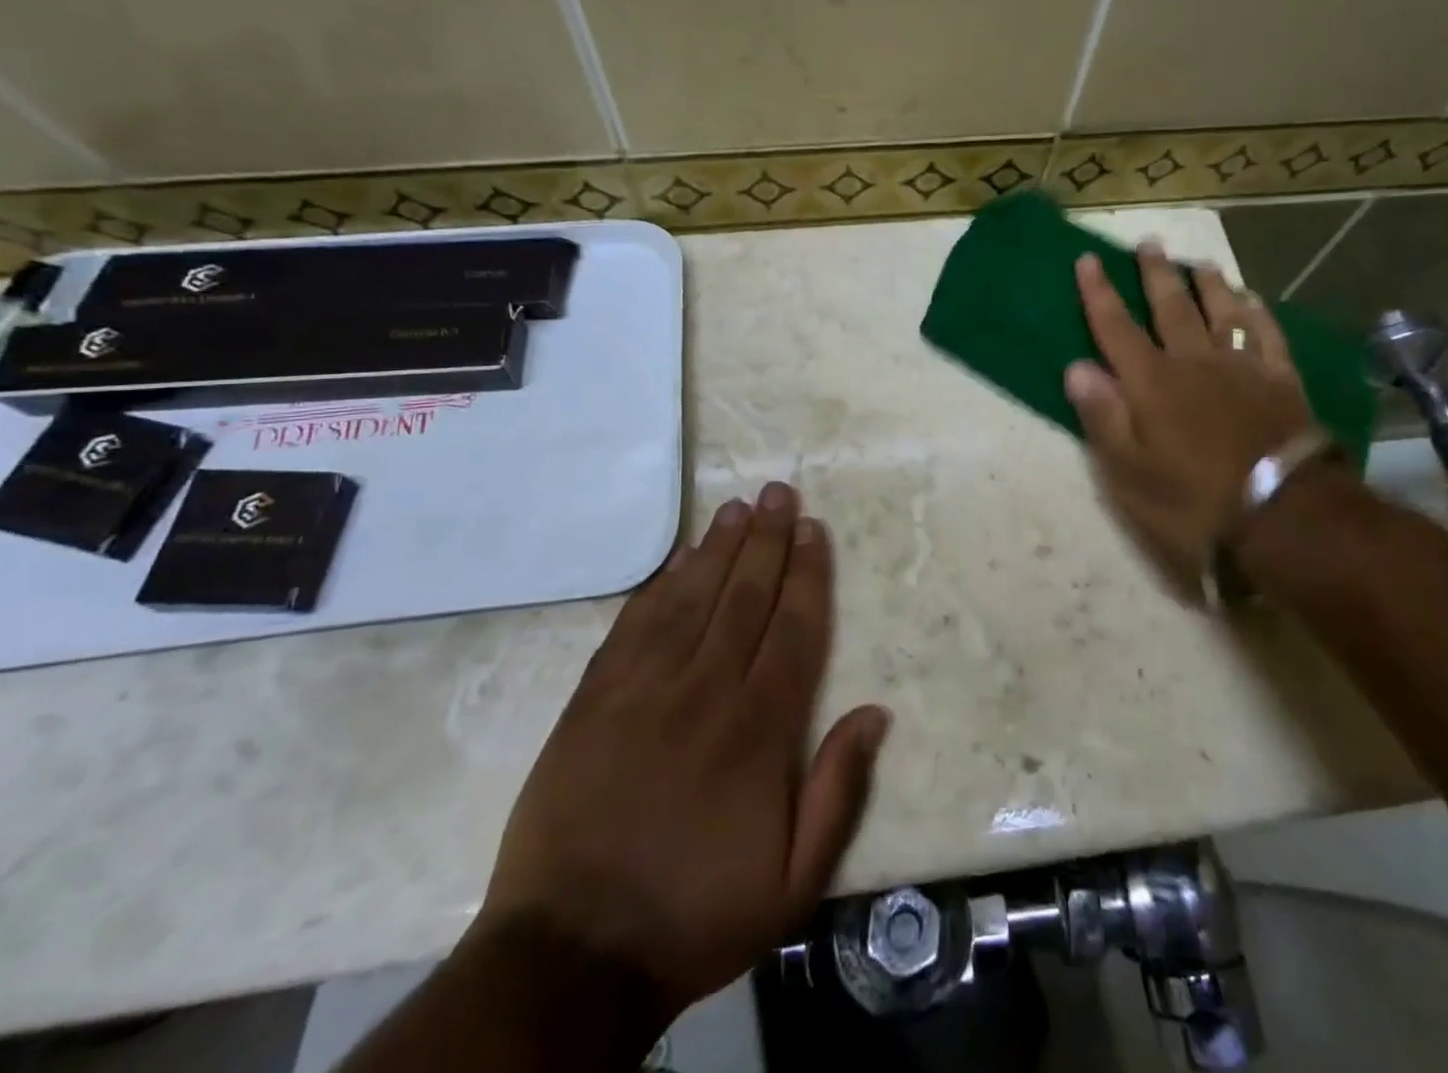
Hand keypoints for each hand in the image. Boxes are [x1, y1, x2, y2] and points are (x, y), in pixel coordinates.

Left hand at [471, 483, 890, 1013]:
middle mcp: (704, 692)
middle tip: (778, 492)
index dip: (806, 574)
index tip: (813, 530)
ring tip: (737, 508)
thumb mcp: (794, 883)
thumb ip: (839, 791)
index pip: (792, 630)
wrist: (572, 955)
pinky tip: (676, 561)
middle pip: (744, 597)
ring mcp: (642, 691)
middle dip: (766, 540)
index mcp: (758, 731)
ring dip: (717, 549)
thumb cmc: (696, 915)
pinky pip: (633, 626)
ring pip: (690, 599)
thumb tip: (875, 712)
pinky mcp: (593, 700)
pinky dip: (657, 587)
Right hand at [1065, 244, 1313, 601]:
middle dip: (1155, 275)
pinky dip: (1258, 313)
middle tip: (1149, 243)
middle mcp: (1194, 362)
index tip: (1088, 259)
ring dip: (1208, 285)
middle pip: (1170, 308)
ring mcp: (1242, 368)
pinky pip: (1268, 335)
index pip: (1115, 328)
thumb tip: (1077, 367)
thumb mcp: (1129, 472)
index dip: (1098, 293)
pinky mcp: (1281, 381)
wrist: (1284, 514)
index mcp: (1151, 383)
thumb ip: (1103, 416)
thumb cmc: (1193, 499)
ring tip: (1199, 264)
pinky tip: (1253, 300)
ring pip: (1221, 312)